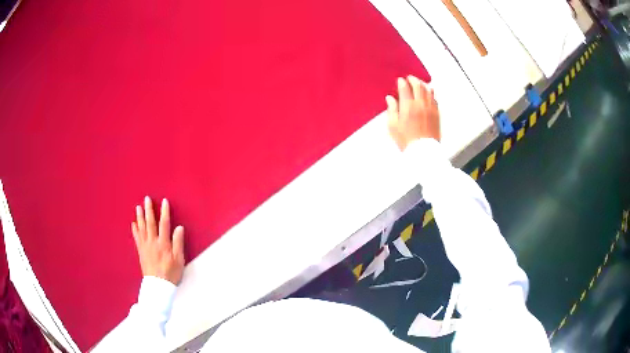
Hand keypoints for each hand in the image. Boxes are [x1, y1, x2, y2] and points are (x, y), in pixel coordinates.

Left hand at [132, 196, 184, 284]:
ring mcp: (145, 246)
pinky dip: (135, 230)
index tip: (164, 201)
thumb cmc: (171, 273)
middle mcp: (153, 242)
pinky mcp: (141, 251)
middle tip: (147, 199)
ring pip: (142, 228)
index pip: (164, 224)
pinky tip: (133, 224)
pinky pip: (137, 238)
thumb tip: (179, 227)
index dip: (164, 212)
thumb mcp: (179, 260)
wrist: (158, 286)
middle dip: (149, 210)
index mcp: (163, 243)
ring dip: (140, 217)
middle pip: (150, 223)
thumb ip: (178, 243)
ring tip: (138, 207)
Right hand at [386, 76, 440, 150]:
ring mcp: (430, 109)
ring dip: (423, 84)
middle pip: (418, 85)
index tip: (399, 81)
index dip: (401, 82)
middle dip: (413, 80)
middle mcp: (420, 105)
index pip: (405, 88)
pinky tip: (429, 93)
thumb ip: (391, 110)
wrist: (423, 152)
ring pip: (428, 90)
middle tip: (409, 79)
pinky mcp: (436, 114)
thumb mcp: (393, 126)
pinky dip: (431, 93)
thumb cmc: (407, 140)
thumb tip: (390, 99)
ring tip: (419, 83)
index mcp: (408, 106)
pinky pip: (435, 99)